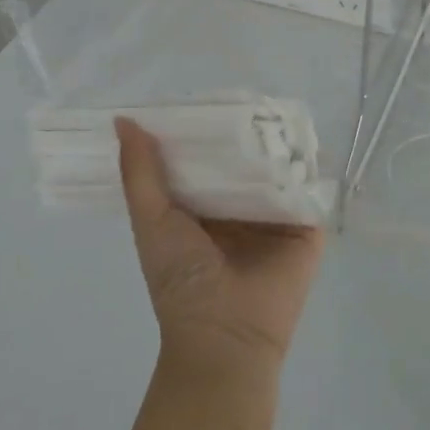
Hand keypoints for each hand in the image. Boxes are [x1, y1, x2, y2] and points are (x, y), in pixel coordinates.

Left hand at [116, 119, 324, 379]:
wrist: (226, 338)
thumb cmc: (181, 280)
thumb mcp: (152, 220)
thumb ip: (139, 172)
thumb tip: (123, 120)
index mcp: (203, 207)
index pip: (205, 157)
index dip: (201, 128)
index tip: (202, 94)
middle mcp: (239, 207)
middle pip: (243, 158)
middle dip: (242, 129)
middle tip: (244, 90)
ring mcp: (274, 217)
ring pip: (276, 168)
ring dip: (276, 142)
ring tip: (274, 104)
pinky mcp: (306, 228)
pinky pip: (306, 189)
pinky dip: (305, 165)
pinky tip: (303, 135)